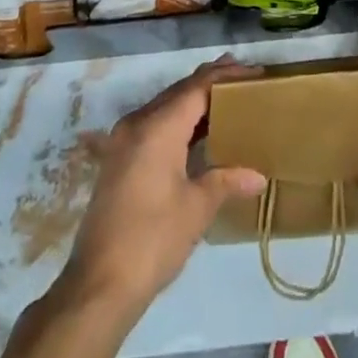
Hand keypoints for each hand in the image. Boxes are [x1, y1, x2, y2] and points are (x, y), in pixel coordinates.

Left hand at [60, 57, 267, 316]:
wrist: (98, 285)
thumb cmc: (153, 240)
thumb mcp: (196, 209)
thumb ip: (227, 181)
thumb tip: (259, 177)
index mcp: (158, 127)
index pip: (198, 87)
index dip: (226, 76)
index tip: (254, 72)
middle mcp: (138, 122)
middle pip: (180, 91)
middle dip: (211, 81)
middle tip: (243, 77)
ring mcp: (123, 139)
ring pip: (165, 105)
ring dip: (193, 100)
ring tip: (225, 97)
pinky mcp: (118, 157)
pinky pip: (153, 123)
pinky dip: (177, 119)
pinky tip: (195, 130)